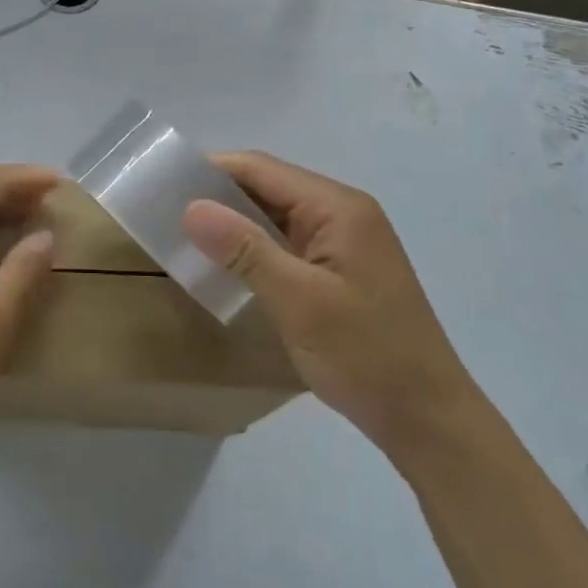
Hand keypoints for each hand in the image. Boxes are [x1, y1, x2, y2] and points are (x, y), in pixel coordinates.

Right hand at [182, 152, 472, 446]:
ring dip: (233, 222)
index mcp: (338, 208)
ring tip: (183, 236)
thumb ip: (246, 250)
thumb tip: (191, 207)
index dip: (211, 170)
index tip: (163, 184)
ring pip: (274, 215)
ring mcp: (342, 242)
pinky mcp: (338, 269)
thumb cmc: (365, 355)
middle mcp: (342, 213)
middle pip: (268, 187)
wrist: (425, 417)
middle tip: (164, 212)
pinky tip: (224, 264)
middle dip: (218, 195)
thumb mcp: (300, 301)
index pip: (262, 169)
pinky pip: (285, 242)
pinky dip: (252, 247)